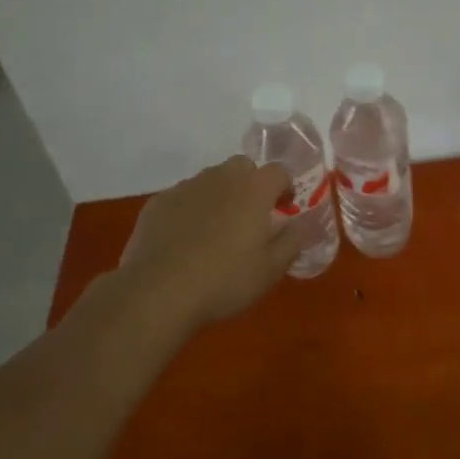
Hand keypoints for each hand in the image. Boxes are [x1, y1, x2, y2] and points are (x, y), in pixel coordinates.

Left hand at [116, 156, 301, 325]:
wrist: (157, 292)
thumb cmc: (224, 280)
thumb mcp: (270, 270)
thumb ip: (292, 243)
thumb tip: (302, 227)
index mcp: (254, 189)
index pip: (278, 171)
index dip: (285, 187)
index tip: (284, 208)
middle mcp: (221, 178)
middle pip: (242, 166)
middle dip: (251, 184)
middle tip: (251, 216)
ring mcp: (186, 187)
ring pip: (211, 180)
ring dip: (220, 195)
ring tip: (216, 230)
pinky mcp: (158, 202)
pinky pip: (182, 197)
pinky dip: (190, 209)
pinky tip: (185, 240)